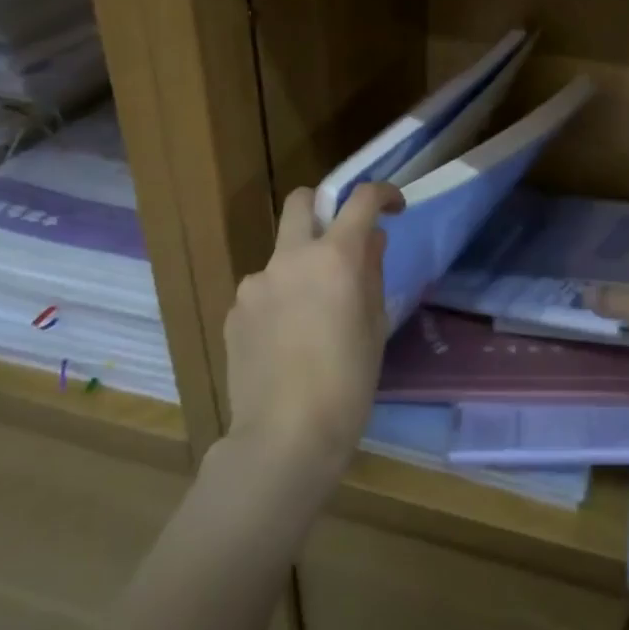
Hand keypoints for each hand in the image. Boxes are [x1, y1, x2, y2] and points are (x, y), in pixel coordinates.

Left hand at [222, 181, 403, 488]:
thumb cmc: (348, 382)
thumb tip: (370, 242)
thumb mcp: (375, 325)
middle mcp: (290, 258)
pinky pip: (263, 290)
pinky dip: (279, 299)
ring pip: (281, 254)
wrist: (284, 435)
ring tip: (312, 317)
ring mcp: (255, 283)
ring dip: (300, 267)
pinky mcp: (234, 311)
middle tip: (339, 242)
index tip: (394, 207)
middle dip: (322, 207)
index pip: (361, 200)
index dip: (383, 194)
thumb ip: (372, 273)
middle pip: (301, 201)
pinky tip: (287, 341)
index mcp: (335, 257)